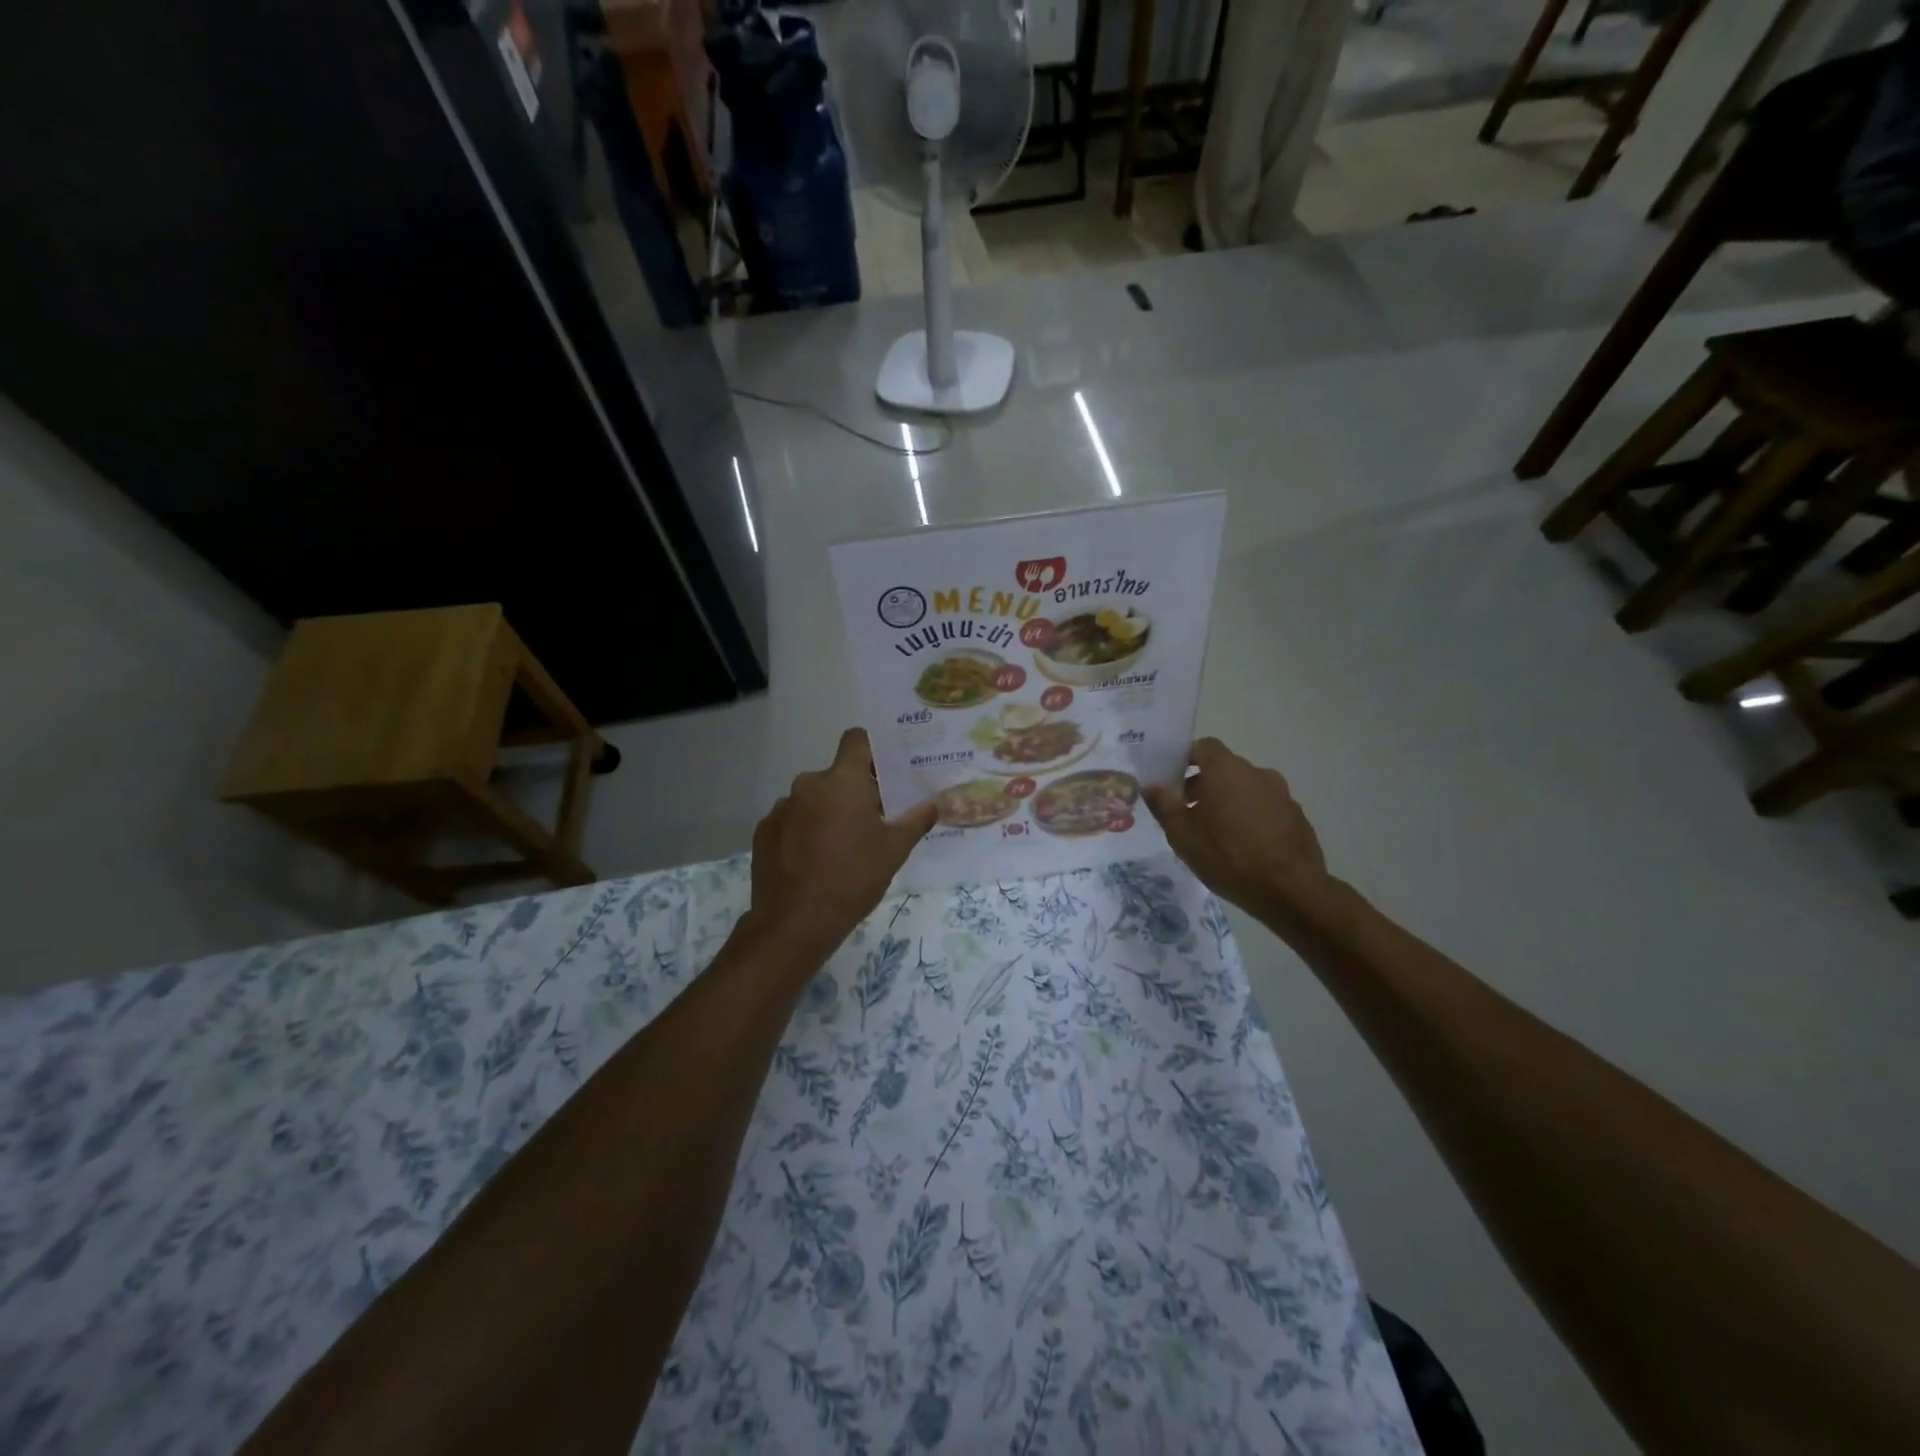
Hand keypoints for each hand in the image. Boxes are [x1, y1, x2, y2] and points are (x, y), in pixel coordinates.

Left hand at [749, 729, 937, 957]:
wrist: (795, 922)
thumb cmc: (853, 878)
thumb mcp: (894, 850)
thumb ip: (916, 820)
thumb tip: (934, 803)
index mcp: (842, 781)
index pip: (856, 740)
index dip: (871, 749)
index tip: (883, 770)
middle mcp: (808, 784)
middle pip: (836, 776)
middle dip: (853, 792)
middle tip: (871, 821)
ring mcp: (782, 807)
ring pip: (813, 800)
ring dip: (827, 813)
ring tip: (839, 847)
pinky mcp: (764, 831)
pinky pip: (791, 821)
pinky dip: (803, 832)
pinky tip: (812, 862)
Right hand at [1143, 738, 1340, 928]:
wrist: (1291, 891)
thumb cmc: (1228, 857)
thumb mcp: (1182, 835)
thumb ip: (1164, 805)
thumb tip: (1152, 785)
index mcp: (1226, 770)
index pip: (1203, 746)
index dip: (1185, 758)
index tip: (1171, 780)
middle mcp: (1256, 773)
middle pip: (1224, 768)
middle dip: (1203, 784)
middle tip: (1187, 812)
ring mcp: (1281, 794)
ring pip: (1245, 789)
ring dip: (1228, 802)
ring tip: (1216, 833)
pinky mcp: (1296, 816)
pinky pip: (1265, 807)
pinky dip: (1251, 817)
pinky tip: (1244, 846)